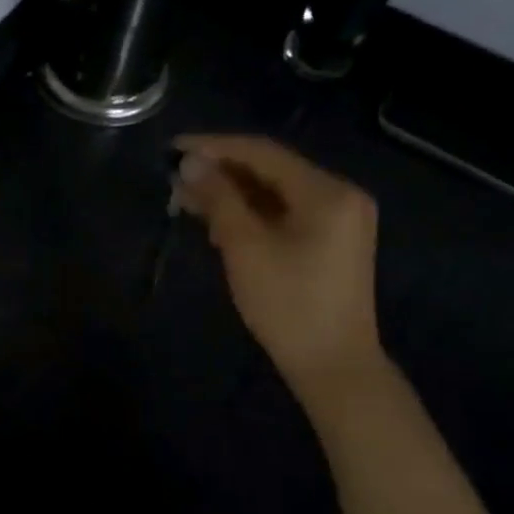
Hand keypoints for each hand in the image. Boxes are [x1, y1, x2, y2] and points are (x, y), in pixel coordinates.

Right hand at [174, 134, 385, 390]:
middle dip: (221, 172)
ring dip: (232, 193)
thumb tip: (191, 163)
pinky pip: (286, 213)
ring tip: (187, 198)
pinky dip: (252, 213)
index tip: (174, 147)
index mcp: (327, 191)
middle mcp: (340, 195)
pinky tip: (217, 220)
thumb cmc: (288, 305)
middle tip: (176, 177)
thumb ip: (219, 198)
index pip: (263, 152)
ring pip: (275, 192)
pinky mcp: (331, 241)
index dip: (215, 147)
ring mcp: (340, 219)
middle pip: (271, 170)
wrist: (334, 367)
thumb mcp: (245, 247)